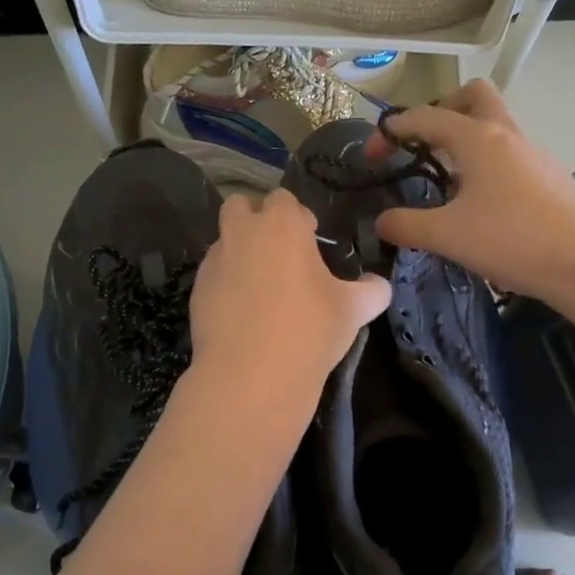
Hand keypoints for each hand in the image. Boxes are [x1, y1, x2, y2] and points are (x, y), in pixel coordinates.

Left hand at [188, 188, 390, 394]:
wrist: (251, 375)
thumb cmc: (309, 330)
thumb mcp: (355, 310)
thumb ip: (372, 290)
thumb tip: (377, 285)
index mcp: (282, 225)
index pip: (284, 199)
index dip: (298, 216)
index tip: (310, 240)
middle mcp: (242, 233)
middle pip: (240, 205)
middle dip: (256, 219)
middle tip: (279, 252)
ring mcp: (215, 261)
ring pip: (224, 241)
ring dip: (240, 252)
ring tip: (261, 288)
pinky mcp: (196, 291)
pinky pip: (213, 275)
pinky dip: (226, 283)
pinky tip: (243, 313)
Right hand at [368, 79, 574, 300]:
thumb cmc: (511, 239)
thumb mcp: (447, 235)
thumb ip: (406, 225)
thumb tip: (381, 222)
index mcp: (477, 138)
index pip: (425, 117)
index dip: (393, 131)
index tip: (372, 155)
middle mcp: (507, 135)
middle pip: (474, 96)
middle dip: (443, 110)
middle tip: (424, 143)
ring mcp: (534, 154)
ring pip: (495, 126)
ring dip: (467, 140)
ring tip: (448, 181)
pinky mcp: (550, 176)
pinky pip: (511, 154)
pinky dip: (488, 164)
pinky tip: (482, 204)